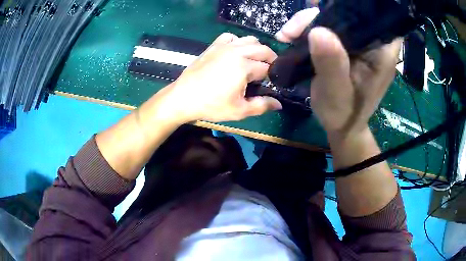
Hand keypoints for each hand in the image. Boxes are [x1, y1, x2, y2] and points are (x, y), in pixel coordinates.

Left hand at [160, 33, 281, 122]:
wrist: (183, 98)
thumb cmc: (211, 105)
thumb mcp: (239, 110)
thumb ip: (262, 106)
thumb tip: (279, 103)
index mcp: (244, 66)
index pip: (268, 68)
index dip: (273, 77)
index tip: (271, 85)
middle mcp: (237, 51)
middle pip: (263, 49)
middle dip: (271, 59)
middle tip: (269, 72)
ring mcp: (224, 46)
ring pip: (250, 39)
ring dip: (257, 49)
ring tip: (254, 61)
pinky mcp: (213, 46)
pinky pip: (231, 37)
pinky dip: (238, 42)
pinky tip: (235, 52)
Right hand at [276, 8, 401, 136]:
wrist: (340, 126)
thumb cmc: (344, 114)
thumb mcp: (337, 93)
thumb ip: (332, 64)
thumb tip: (317, 30)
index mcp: (381, 51)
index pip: (375, 15)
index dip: (353, 4)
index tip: (326, 4)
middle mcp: (372, 41)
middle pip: (349, 11)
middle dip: (320, 13)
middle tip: (295, 28)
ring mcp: (358, 42)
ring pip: (334, 15)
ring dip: (308, 21)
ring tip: (288, 35)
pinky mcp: (345, 44)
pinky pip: (327, 26)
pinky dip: (307, 28)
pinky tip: (292, 37)